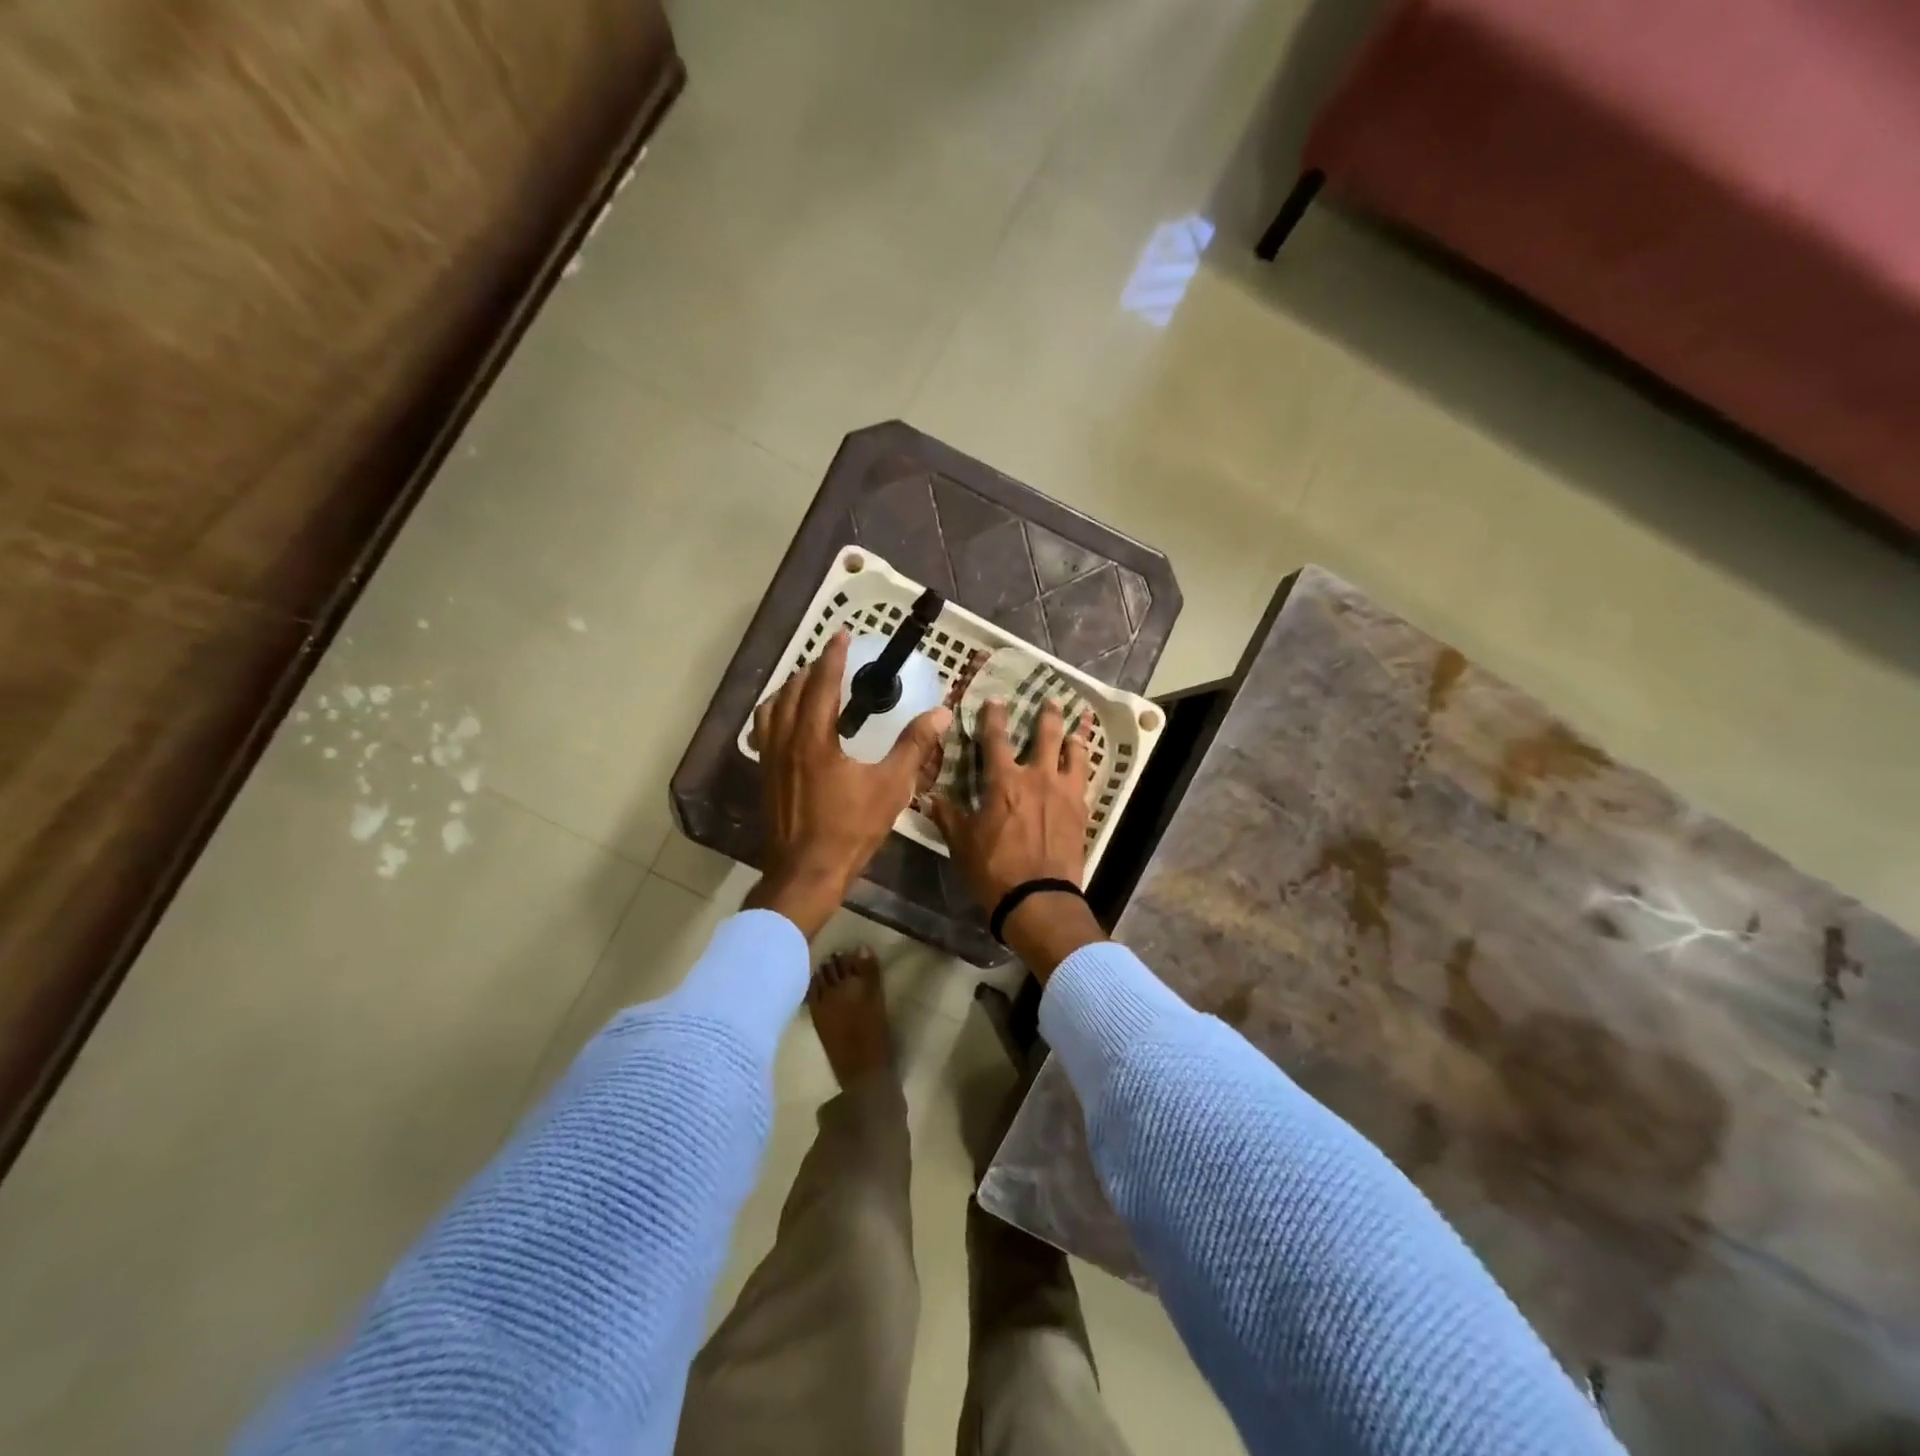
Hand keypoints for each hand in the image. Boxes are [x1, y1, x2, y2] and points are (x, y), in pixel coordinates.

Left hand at [746, 631, 951, 938]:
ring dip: (789, 690)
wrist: (806, 874)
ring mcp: (769, 760)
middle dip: (810, 670)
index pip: (821, 684)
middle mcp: (785, 742)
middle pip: (791, 691)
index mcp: (814, 739)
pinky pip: (764, 732)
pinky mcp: (764, 778)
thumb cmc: (850, 830)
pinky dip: (776, 715)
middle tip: (830, 660)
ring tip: (807, 685)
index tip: (842, 636)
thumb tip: (941, 714)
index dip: (832, 657)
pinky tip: (790, 726)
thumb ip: (914, 747)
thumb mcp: (890, 788)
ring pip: (771, 710)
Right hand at [930, 699, 1104, 975]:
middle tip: (1052, 700)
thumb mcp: (961, 843)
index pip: (996, 738)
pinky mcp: (1082, 812)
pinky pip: (1086, 781)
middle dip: (1048, 715)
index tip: (996, 700)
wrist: (1039, 899)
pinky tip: (1084, 767)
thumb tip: (931, 796)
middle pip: (1047, 735)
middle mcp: (1038, 778)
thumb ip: (948, 815)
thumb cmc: (994, 869)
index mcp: (1004, 781)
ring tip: (1079, 727)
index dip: (994, 716)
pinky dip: (1084, 767)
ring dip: (1075, 737)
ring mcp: (1064, 793)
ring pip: (1075, 754)